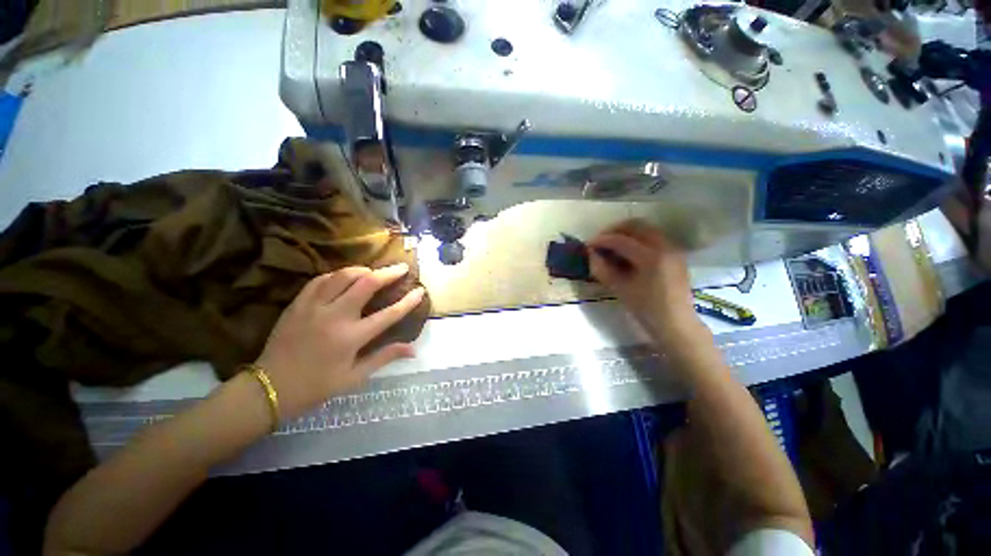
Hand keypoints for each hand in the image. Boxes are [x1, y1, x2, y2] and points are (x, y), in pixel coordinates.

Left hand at [255, 264, 425, 418]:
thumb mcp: (354, 377)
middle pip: (366, 284)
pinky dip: (336, 275)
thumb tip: (413, 349)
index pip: (388, 314)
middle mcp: (334, 317)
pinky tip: (344, 277)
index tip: (420, 290)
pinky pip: (320, 280)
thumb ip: (384, 357)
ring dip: (363, 270)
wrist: (269, 388)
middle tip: (401, 268)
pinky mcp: (297, 304)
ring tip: (374, 271)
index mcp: (351, 338)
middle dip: (388, 273)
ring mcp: (313, 308)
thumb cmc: (316, 386)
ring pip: (342, 276)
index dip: (408, 301)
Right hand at [588, 220, 705, 345]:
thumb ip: (602, 269)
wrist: (676, 324)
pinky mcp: (675, 253)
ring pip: (646, 228)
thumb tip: (590, 254)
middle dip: (615, 229)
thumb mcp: (620, 289)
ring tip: (612, 245)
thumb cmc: (646, 309)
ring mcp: (673, 248)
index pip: (621, 240)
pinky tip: (628, 251)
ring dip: (626, 232)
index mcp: (651, 257)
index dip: (602, 240)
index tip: (588, 244)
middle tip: (600, 241)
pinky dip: (638, 238)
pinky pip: (654, 236)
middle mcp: (665, 246)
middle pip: (636, 225)